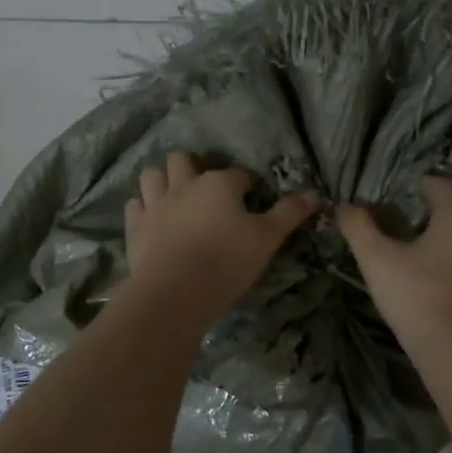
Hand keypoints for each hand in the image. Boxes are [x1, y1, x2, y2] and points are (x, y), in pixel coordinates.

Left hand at [124, 153, 319, 326]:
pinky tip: (153, 220)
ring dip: (162, 181)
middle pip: (183, 160)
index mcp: (218, 183)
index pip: (238, 174)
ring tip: (174, 198)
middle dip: (193, 169)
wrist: (176, 291)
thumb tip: (316, 194)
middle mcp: (183, 184)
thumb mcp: (267, 238)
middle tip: (206, 191)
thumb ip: (290, 214)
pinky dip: (144, 208)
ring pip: (152, 175)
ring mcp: (155, 204)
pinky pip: (135, 205)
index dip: (248, 185)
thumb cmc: (227, 261)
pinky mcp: (136, 226)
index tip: (253, 199)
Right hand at [338, 176, 451, 350]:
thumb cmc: (416, 294)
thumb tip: (343, 206)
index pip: (441, 184)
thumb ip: (359, 227)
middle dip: (449, 200)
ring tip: (434, 236)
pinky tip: (447, 263)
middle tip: (421, 210)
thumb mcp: (376, 259)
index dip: (420, 184)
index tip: (400, 192)